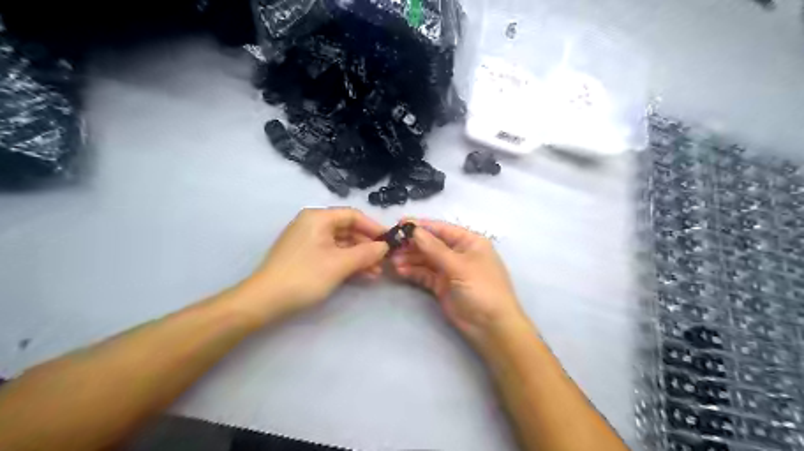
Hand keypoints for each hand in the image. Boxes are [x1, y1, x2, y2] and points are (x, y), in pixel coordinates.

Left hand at [239, 208, 389, 320]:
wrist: (264, 300)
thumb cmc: (305, 276)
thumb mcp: (340, 264)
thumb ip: (366, 253)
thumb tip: (385, 246)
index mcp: (318, 218)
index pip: (353, 215)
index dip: (374, 227)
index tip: (390, 241)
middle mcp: (313, 224)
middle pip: (348, 230)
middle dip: (368, 246)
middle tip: (385, 261)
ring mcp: (308, 240)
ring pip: (341, 244)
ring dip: (359, 257)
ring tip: (376, 272)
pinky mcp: (305, 256)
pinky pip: (332, 253)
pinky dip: (347, 262)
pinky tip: (361, 275)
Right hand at [391, 221, 527, 346]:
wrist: (491, 327)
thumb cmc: (481, 289)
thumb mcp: (459, 266)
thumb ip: (434, 248)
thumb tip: (414, 230)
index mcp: (469, 242)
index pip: (441, 229)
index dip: (421, 226)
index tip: (400, 223)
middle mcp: (459, 253)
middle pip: (431, 244)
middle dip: (412, 244)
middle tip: (391, 245)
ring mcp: (450, 270)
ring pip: (426, 259)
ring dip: (410, 258)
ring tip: (392, 260)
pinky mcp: (442, 285)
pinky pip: (425, 274)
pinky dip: (413, 272)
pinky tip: (400, 270)